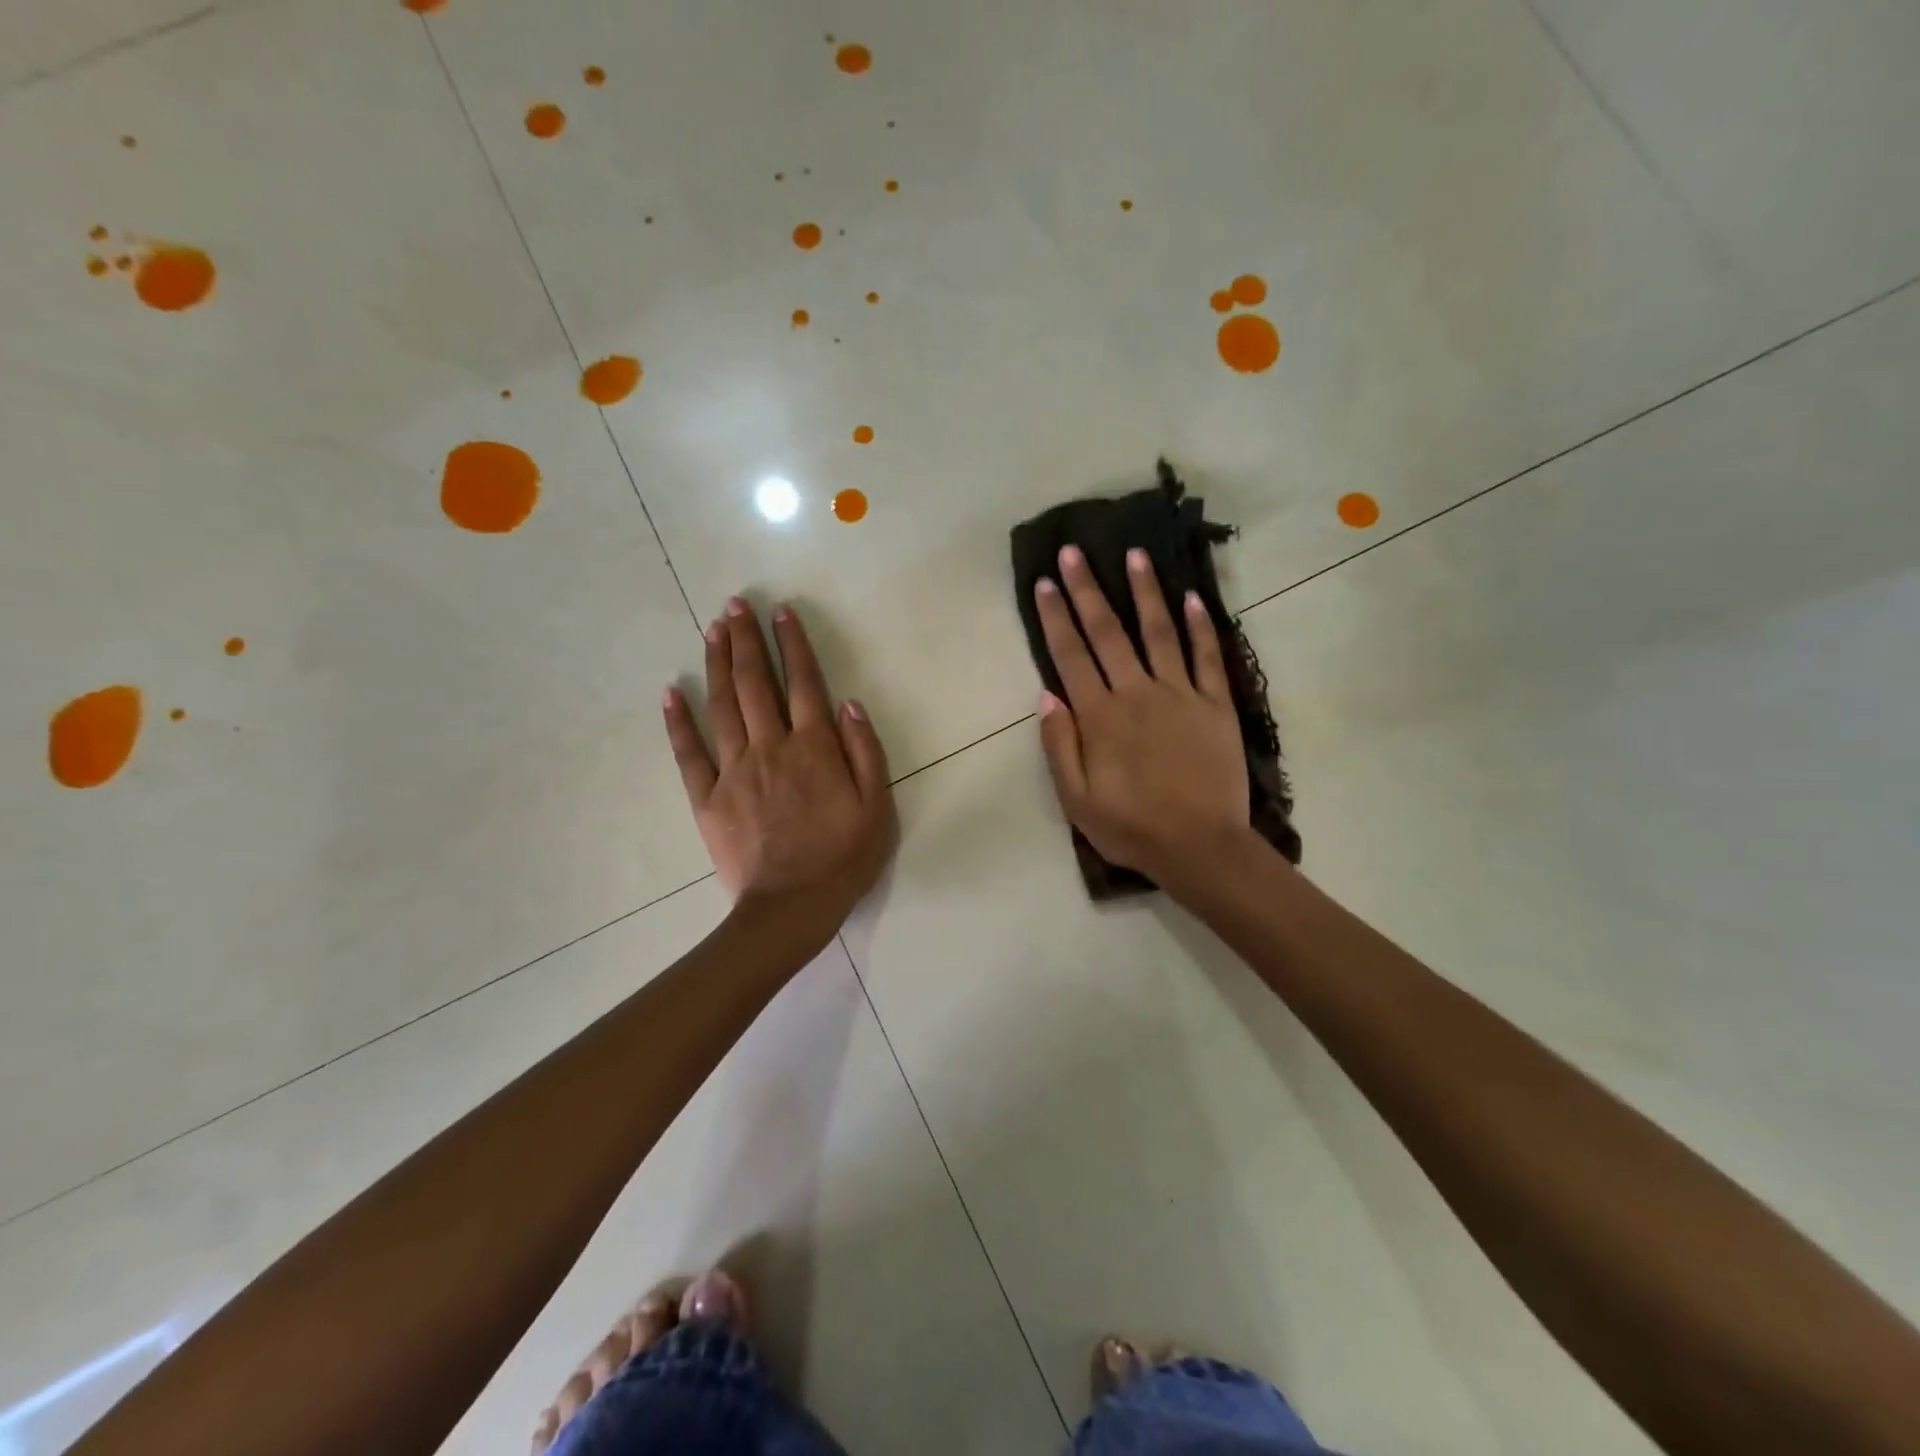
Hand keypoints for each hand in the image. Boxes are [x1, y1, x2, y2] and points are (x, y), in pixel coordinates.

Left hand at [663, 598, 894, 921]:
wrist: (792, 907)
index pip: (804, 683)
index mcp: (814, 748)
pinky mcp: (708, 797)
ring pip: (723, 706)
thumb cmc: (843, 858)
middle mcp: (771, 747)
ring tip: (712, 630)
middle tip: (735, 605)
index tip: (781, 612)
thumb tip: (848, 702)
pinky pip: (689, 753)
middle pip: (756, 684)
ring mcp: (734, 770)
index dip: (793, 644)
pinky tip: (671, 691)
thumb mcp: (877, 807)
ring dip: (718, 664)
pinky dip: (678, 721)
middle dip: (746, 640)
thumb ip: (865, 751)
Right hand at [1033, 546, 1247, 881]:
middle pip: (1108, 633)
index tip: (1045, 582)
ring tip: (1134, 554)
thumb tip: (1047, 695)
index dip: (1056, 617)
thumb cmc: (1131, 828)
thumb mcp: (1076, 800)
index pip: (1071, 656)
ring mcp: (1181, 695)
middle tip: (1074, 551)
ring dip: (1144, 592)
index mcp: (1100, 717)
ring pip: (1159, 632)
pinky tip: (1192, 597)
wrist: (1200, 847)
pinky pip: (1207, 657)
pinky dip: (1200, 626)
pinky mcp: (1216, 705)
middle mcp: (1137, 693)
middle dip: (1088, 589)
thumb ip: (1059, 746)